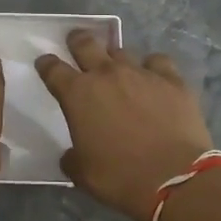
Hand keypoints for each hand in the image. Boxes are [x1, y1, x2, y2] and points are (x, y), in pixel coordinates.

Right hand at [35, 30, 213, 220]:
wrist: (175, 179)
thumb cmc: (120, 178)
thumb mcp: (83, 174)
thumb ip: (73, 157)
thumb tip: (72, 155)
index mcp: (78, 95)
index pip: (53, 69)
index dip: (46, 64)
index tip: (45, 63)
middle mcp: (106, 75)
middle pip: (86, 44)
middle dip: (77, 41)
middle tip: (76, 41)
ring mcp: (141, 73)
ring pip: (122, 51)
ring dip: (115, 58)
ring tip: (118, 68)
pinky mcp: (171, 80)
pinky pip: (157, 61)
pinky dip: (152, 67)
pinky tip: (154, 77)